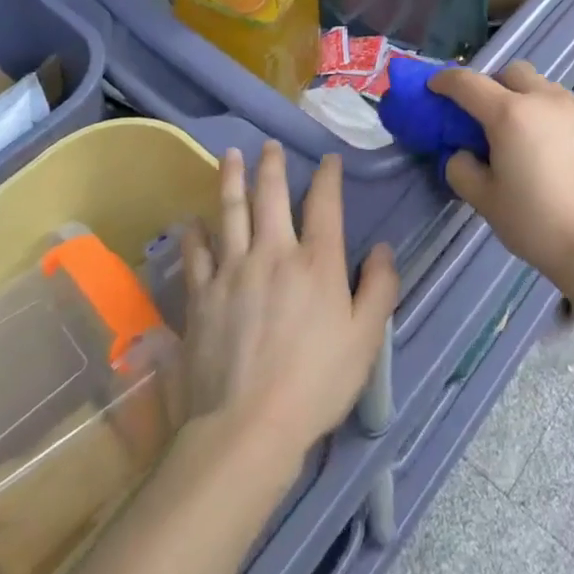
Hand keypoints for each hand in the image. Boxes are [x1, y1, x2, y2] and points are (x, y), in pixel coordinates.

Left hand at [179, 142, 396, 468]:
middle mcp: (273, 253)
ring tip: (229, 155)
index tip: (329, 160)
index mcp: (316, 262)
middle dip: (271, 165)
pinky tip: (192, 221)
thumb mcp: (365, 339)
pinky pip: (196, 254)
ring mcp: (232, 271)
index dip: (328, 177)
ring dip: (230, 180)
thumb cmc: (316, 383)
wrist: (246, 428)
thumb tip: (382, 249)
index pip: (325, 204)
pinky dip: (194, 233)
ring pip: (230, 212)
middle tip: (268, 145)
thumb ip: (378, 288)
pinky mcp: (202, 296)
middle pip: (271, 195)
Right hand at [430, 62, 573, 282]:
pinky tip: (548, 145)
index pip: (469, 83)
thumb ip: (462, 169)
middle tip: (483, 114)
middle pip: (511, 72)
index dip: (446, 81)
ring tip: (520, 132)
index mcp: (510, 114)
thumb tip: (463, 154)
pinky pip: (562, 104)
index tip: (434, 87)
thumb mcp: (485, 200)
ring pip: (541, 85)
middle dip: (491, 84)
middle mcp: (543, 99)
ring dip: (523, 96)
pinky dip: (546, 112)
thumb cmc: (535, 223)